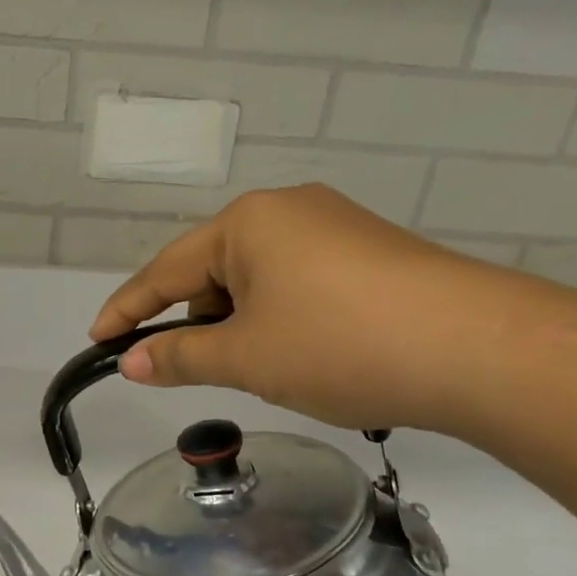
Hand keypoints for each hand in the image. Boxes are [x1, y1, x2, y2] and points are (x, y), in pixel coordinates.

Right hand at [90, 184, 533, 435]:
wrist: (478, 347)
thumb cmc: (339, 344)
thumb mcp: (248, 356)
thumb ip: (181, 355)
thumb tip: (133, 361)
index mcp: (247, 221)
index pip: (167, 270)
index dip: (128, 309)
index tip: (98, 339)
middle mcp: (288, 209)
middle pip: (215, 268)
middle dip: (194, 318)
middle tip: (184, 366)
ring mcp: (336, 226)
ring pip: (260, 278)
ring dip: (241, 321)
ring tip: (253, 366)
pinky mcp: (371, 251)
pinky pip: (300, 282)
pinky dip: (282, 317)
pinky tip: (302, 351)